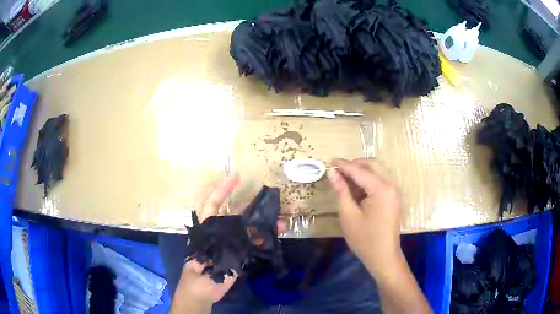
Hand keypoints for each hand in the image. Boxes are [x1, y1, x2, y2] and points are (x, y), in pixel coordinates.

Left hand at [171, 174, 285, 312]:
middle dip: (253, 209)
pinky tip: (274, 237)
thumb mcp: (205, 261)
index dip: (223, 190)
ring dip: (263, 225)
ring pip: (247, 230)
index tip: (236, 176)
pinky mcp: (237, 255)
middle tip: (270, 200)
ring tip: (281, 221)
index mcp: (206, 231)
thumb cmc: (196, 277)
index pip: (213, 205)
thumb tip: (249, 237)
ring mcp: (229, 244)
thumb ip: (225, 248)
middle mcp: (219, 234)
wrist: (200, 294)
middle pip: (236, 217)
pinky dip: (263, 239)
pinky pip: (252, 244)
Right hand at [327, 158, 402, 274]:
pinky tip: (357, 188)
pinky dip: (368, 179)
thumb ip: (341, 192)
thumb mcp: (348, 216)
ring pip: (378, 170)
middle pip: (373, 164)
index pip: (360, 170)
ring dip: (362, 171)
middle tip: (338, 172)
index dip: (344, 165)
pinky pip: (381, 179)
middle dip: (355, 164)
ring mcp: (394, 191)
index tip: (330, 161)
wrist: (384, 256)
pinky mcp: (393, 197)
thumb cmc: (365, 239)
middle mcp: (391, 185)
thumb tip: (332, 173)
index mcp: (381, 189)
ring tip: (345, 179)